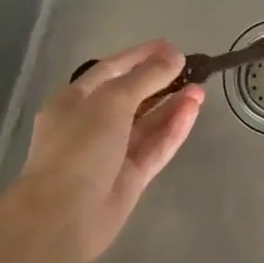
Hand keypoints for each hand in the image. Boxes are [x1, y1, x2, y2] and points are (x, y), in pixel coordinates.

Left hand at [10, 41, 201, 262]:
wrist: (62, 217)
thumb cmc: (80, 147)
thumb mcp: (112, 101)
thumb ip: (146, 77)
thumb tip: (174, 56)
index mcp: (76, 100)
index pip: (112, 69)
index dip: (140, 56)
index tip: (170, 45)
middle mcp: (93, 123)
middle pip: (132, 95)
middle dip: (161, 81)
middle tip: (192, 68)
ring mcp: (112, 152)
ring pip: (148, 122)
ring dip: (173, 104)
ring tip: (200, 89)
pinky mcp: (130, 177)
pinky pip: (155, 146)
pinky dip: (173, 128)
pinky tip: (193, 110)